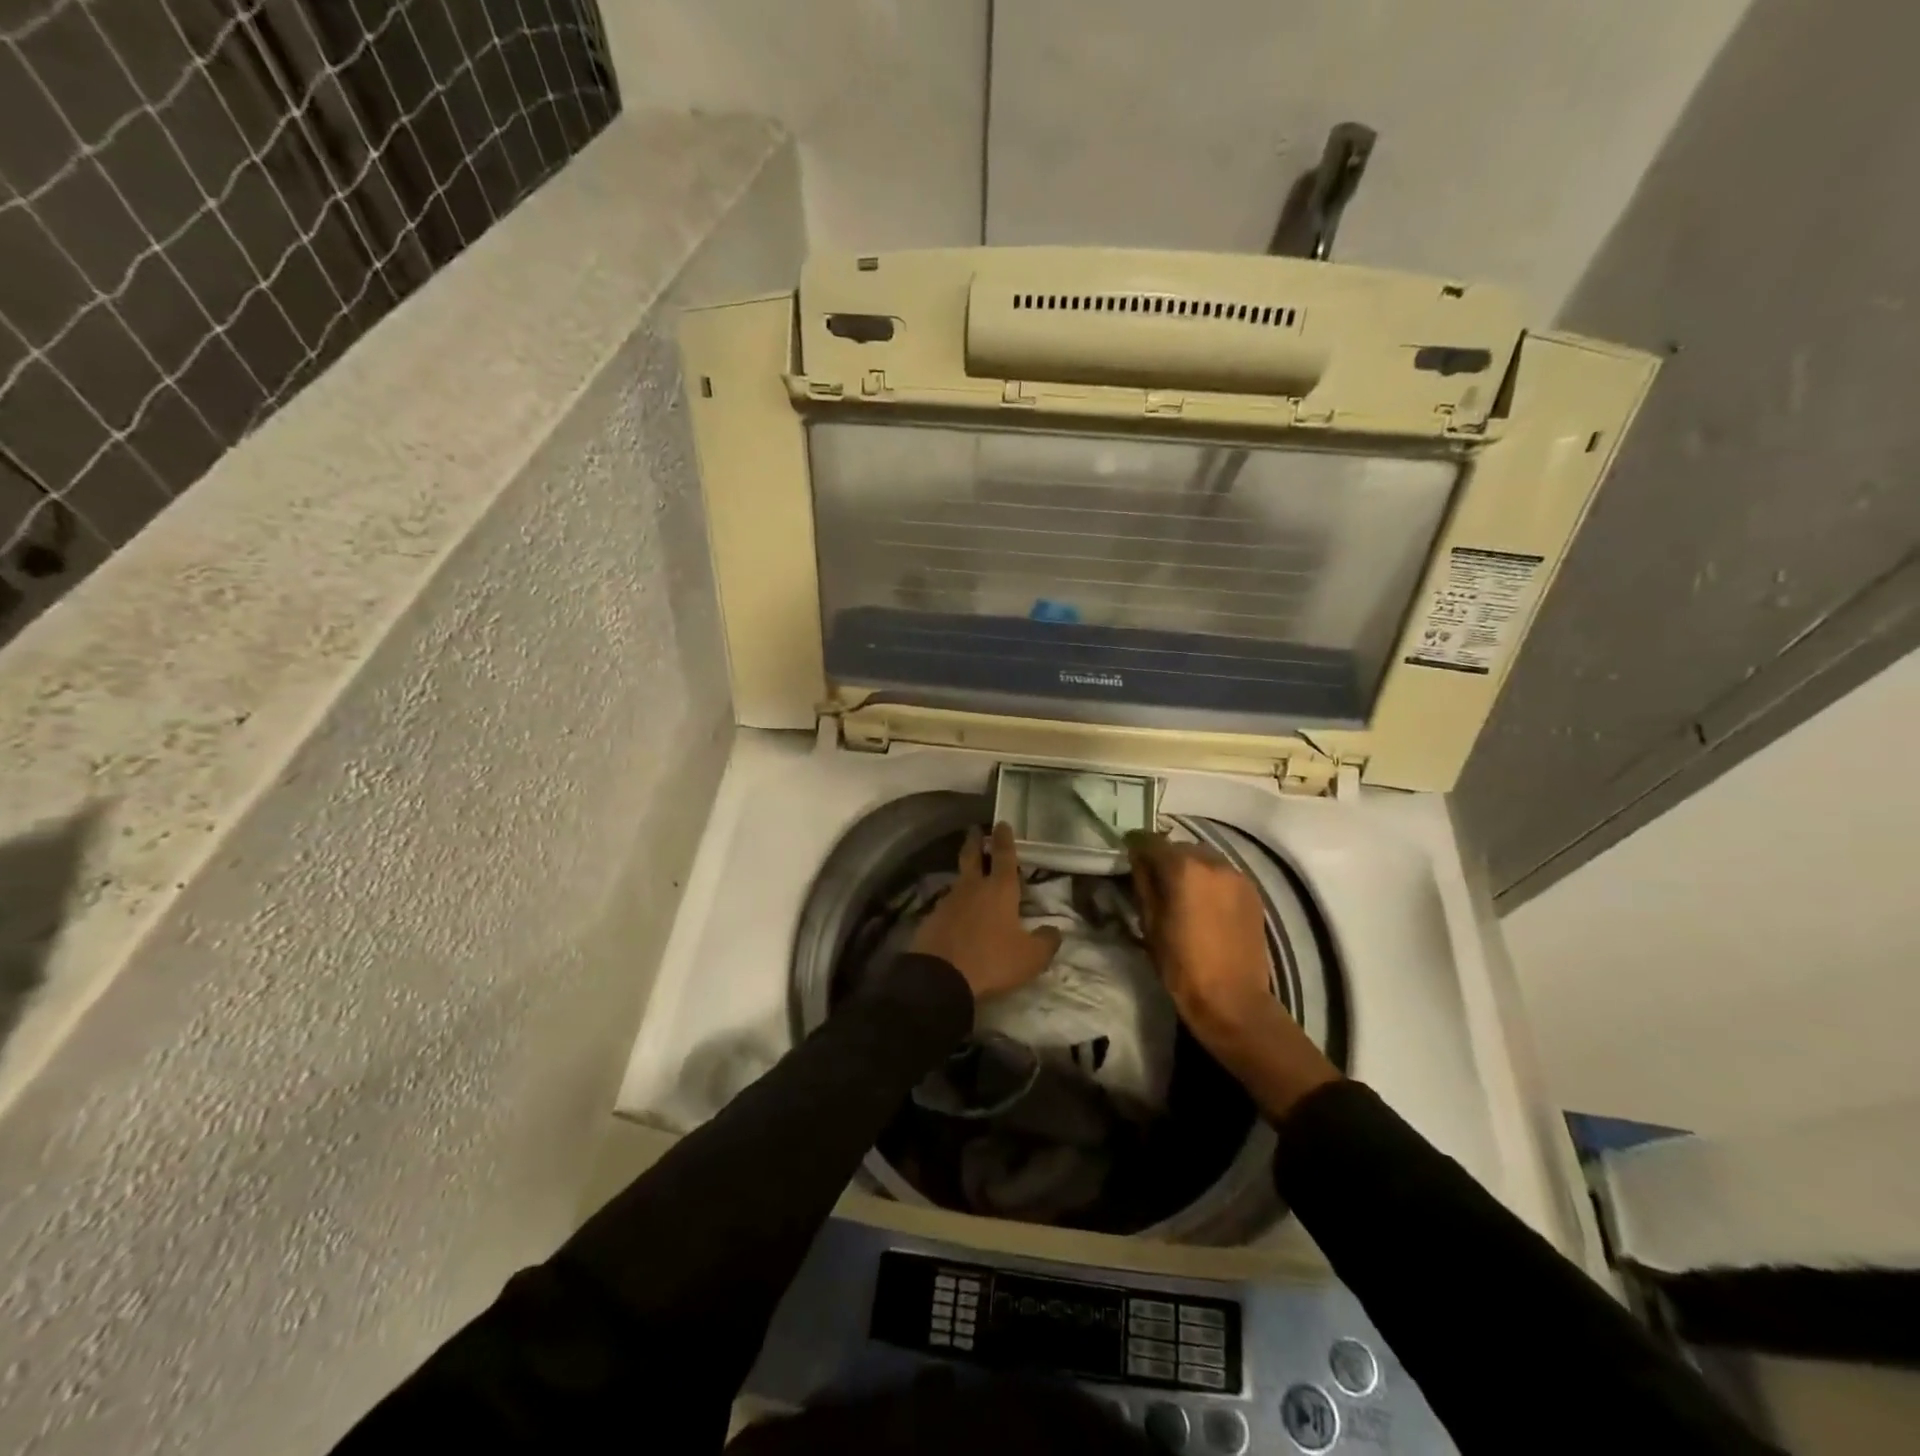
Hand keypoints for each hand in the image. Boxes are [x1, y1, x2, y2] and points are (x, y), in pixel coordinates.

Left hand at [911, 824, 1061, 999]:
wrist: (939, 978)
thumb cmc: (991, 961)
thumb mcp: (1030, 957)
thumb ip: (1046, 941)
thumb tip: (1055, 930)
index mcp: (999, 890)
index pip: (1003, 856)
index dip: (1004, 839)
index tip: (1001, 823)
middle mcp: (972, 888)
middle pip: (972, 857)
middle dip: (975, 842)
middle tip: (975, 830)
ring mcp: (948, 902)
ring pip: (959, 880)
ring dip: (965, 874)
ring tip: (970, 875)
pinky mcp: (932, 919)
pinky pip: (947, 905)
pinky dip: (955, 903)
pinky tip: (957, 912)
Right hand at [1127, 832, 1339, 1120]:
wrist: (1233, 1000)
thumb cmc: (1181, 965)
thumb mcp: (1150, 924)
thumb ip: (1143, 884)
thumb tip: (1138, 861)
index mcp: (1183, 868)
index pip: (1150, 841)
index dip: (1135, 846)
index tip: (1127, 856)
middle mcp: (1213, 862)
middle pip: (1179, 846)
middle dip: (1164, 857)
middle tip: (1152, 877)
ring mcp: (1237, 875)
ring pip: (1204, 857)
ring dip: (1188, 866)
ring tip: (1179, 890)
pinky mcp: (1253, 892)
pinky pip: (1223, 873)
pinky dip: (1209, 878)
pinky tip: (1203, 901)